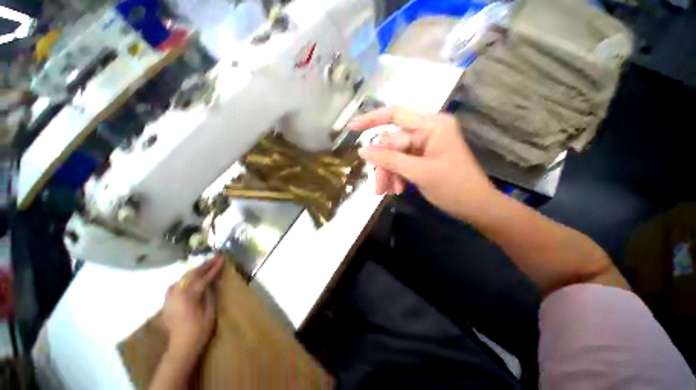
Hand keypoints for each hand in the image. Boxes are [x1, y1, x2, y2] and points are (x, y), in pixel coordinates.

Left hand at [162, 256, 223, 357]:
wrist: (181, 347)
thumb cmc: (200, 330)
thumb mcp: (210, 312)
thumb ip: (209, 294)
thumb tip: (211, 282)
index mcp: (189, 296)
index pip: (204, 277)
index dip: (214, 267)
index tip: (222, 258)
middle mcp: (177, 294)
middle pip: (191, 275)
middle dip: (204, 265)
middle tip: (215, 258)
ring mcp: (170, 298)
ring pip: (182, 278)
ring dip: (194, 271)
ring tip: (204, 266)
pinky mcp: (167, 302)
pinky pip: (176, 285)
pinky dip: (184, 279)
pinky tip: (189, 280)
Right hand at [349, 107, 494, 220]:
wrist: (476, 207)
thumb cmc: (453, 187)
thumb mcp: (418, 172)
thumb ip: (389, 159)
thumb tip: (363, 150)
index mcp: (431, 125)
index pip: (395, 115)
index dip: (371, 120)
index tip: (351, 128)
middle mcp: (427, 130)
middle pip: (392, 142)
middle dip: (383, 164)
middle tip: (379, 187)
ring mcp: (425, 144)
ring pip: (394, 155)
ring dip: (389, 173)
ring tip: (388, 191)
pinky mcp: (423, 157)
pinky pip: (402, 162)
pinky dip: (396, 175)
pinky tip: (397, 189)